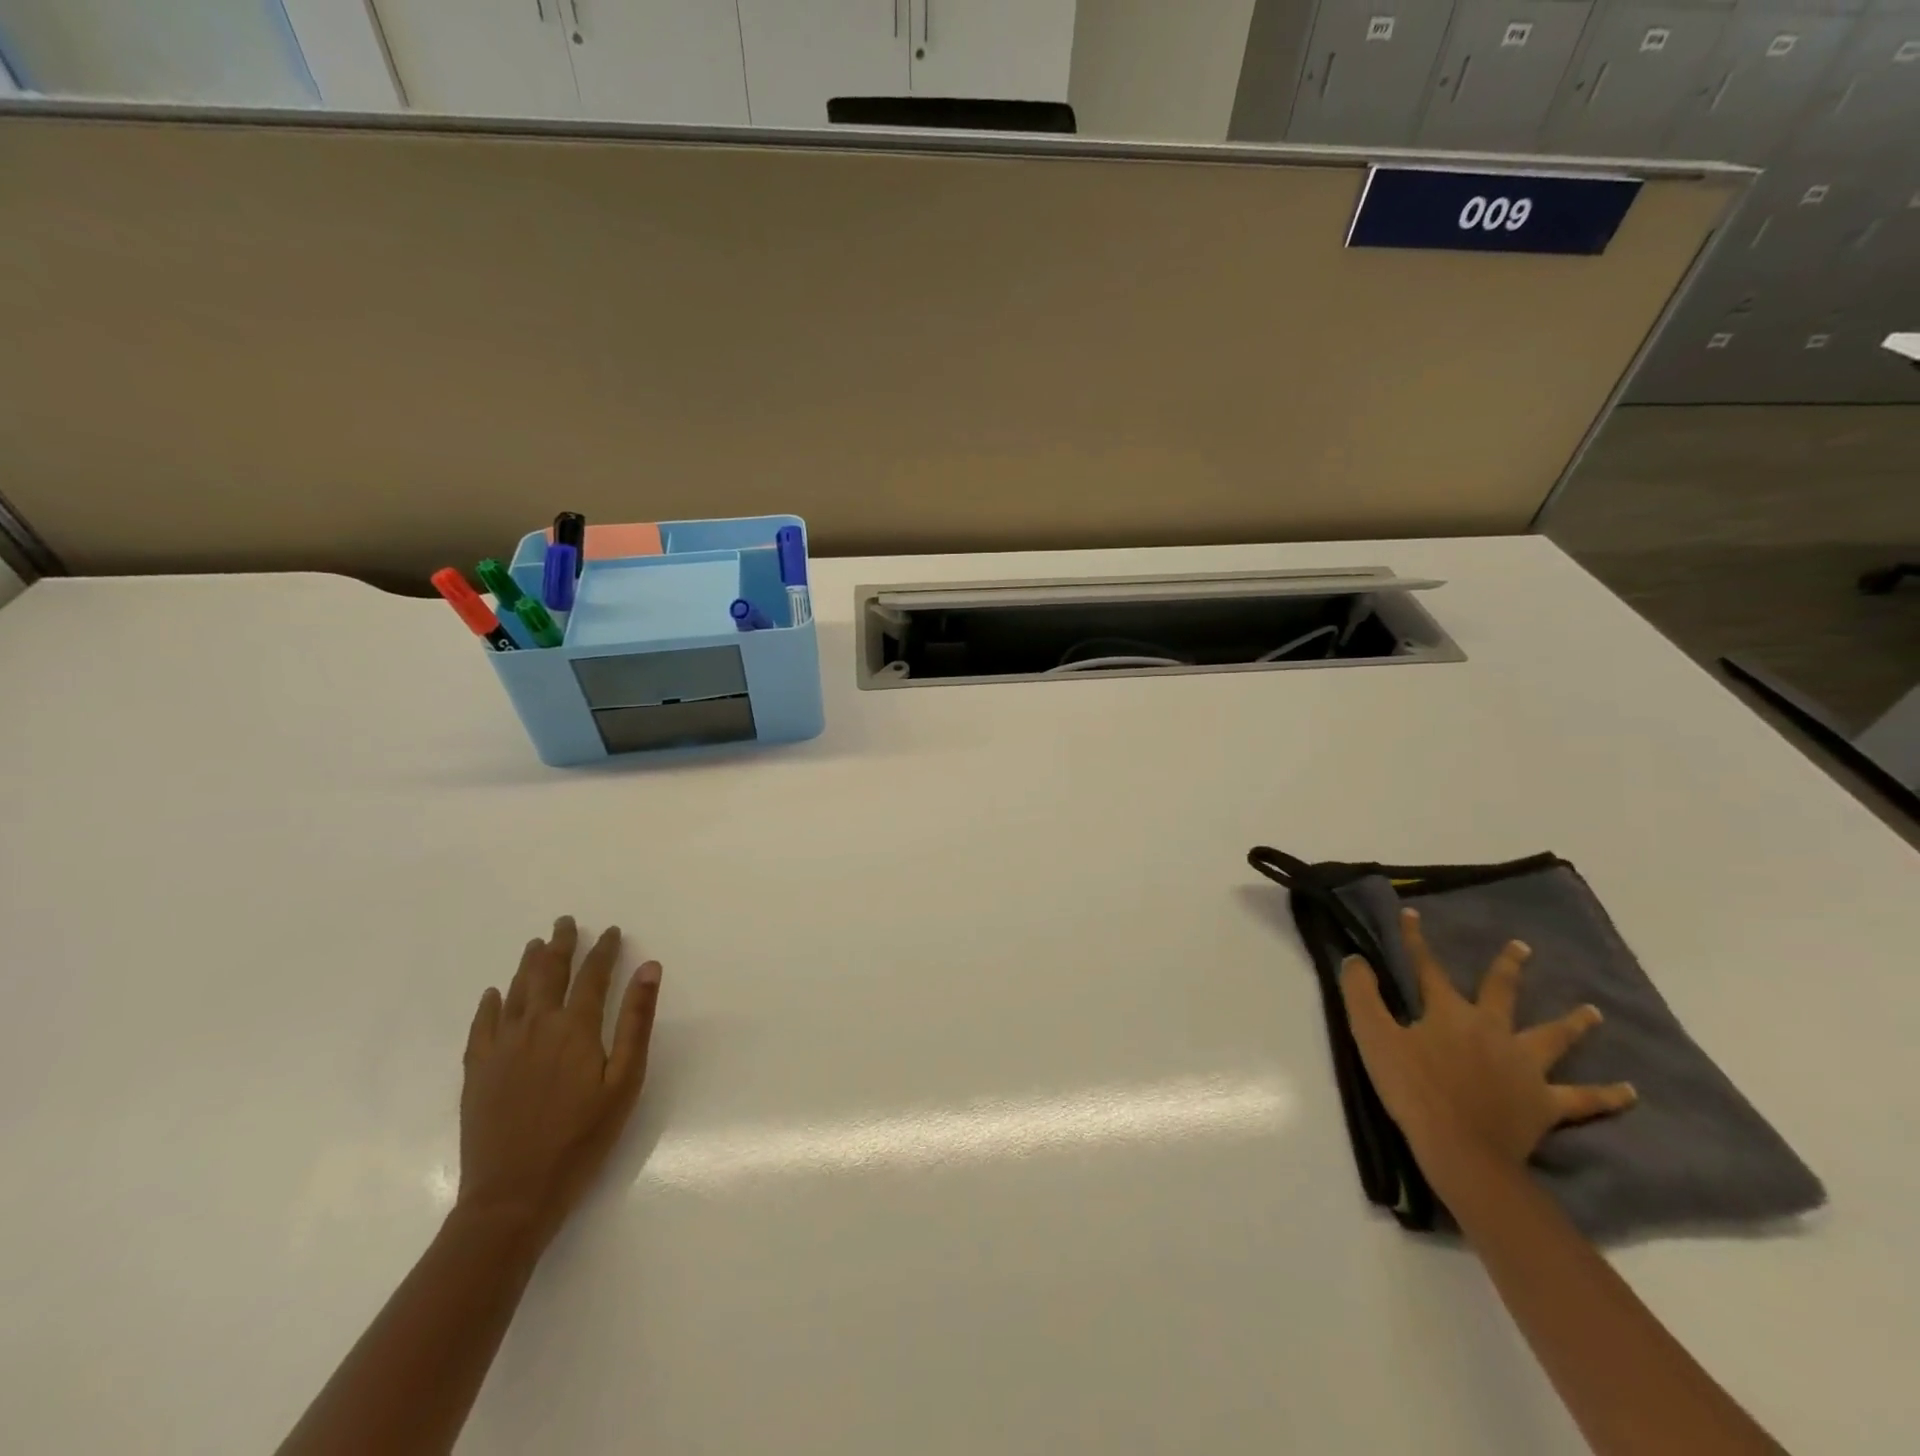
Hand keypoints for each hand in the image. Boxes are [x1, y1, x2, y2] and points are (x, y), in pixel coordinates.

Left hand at [458, 917, 662, 1245]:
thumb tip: (649, 968)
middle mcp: (535, 1027)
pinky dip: (490, 1004)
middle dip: (560, 944)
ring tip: (536, 944)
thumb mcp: (625, 1080)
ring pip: (515, 992)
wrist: (513, 1195)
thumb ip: (636, 1021)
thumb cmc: (582, 1138)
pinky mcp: (477, 1071)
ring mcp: (501, 1048)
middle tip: (566, 922)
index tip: (612, 931)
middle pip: (548, 973)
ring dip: (528, 964)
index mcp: (575, 1028)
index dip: (603, 950)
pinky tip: (494, 993)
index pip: (592, 975)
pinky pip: (482, 1025)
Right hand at [1340, 907, 1635, 1186]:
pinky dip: (1607, 1095)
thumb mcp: (1372, 1036)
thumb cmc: (1412, 1089)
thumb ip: (1362, 995)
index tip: (1413, 914)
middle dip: (1508, 967)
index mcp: (1448, 1013)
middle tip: (1523, 947)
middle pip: (1501, 991)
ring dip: (1573, 1023)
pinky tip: (1631, 1092)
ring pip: (1553, 1038)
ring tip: (1593, 1011)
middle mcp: (1491, 1029)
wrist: (1461, 1149)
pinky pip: (1582, 1098)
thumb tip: (1356, 959)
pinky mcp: (1544, 1103)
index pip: (1428, 968)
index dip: (1417, 940)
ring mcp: (1524, 1066)